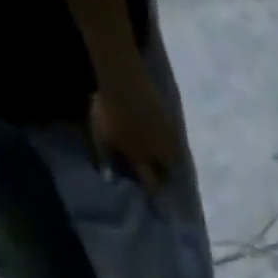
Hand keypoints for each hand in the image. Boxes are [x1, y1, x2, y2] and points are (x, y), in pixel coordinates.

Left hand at [88, 68, 179, 188]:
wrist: (124, 80)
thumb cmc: (110, 109)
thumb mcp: (101, 134)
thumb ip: (105, 156)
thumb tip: (109, 180)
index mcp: (141, 159)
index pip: (151, 183)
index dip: (153, 191)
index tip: (155, 198)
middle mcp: (159, 155)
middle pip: (168, 173)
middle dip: (165, 176)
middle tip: (160, 174)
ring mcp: (168, 140)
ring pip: (175, 159)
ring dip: (171, 162)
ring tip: (166, 159)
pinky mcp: (173, 124)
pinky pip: (176, 141)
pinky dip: (173, 145)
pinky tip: (167, 140)